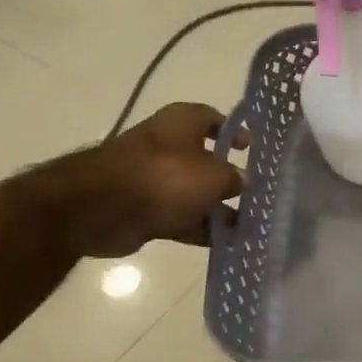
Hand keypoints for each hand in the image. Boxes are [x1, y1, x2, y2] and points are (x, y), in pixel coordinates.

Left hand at [44, 104, 246, 258]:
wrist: (103, 207)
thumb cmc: (166, 177)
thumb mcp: (214, 175)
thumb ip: (234, 178)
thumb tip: (243, 181)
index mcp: (182, 122)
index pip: (213, 119)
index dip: (233, 132)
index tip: (251, 150)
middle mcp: (168, 146)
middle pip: (206, 160)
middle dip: (229, 177)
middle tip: (257, 195)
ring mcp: (155, 179)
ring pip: (194, 193)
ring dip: (217, 208)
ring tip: (248, 225)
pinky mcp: (146, 209)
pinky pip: (181, 217)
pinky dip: (200, 228)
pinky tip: (225, 242)